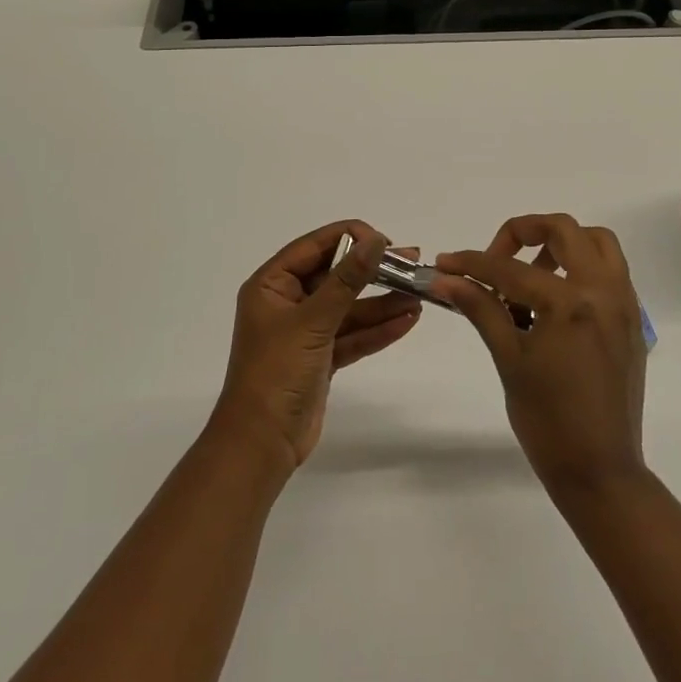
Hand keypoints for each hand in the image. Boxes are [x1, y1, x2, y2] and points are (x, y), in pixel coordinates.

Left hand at [213, 222, 420, 469]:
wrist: (262, 444)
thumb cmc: (277, 372)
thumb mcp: (313, 321)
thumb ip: (347, 280)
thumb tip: (375, 240)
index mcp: (271, 285)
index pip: (313, 247)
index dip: (349, 237)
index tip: (384, 240)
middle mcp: (287, 303)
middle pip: (335, 276)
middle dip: (373, 271)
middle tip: (412, 262)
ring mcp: (305, 332)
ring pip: (349, 308)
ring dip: (382, 303)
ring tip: (419, 295)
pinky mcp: (321, 358)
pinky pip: (352, 335)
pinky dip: (377, 330)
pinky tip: (407, 321)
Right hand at [433, 214, 647, 499]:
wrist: (601, 472)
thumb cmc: (548, 422)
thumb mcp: (509, 360)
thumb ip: (481, 309)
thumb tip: (445, 279)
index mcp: (571, 303)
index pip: (511, 268)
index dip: (472, 263)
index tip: (444, 264)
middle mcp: (604, 291)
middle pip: (564, 230)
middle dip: (523, 232)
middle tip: (496, 258)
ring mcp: (625, 304)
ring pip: (596, 242)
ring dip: (561, 244)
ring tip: (530, 276)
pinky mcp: (632, 320)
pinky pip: (611, 270)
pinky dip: (582, 267)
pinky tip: (555, 300)